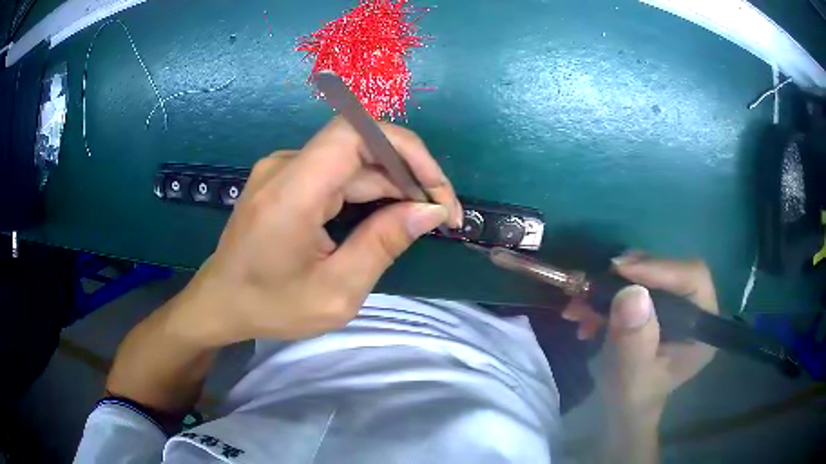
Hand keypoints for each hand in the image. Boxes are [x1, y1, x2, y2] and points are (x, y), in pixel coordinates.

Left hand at [169, 117, 462, 345]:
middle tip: (440, 216)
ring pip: (352, 160)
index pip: (356, 132)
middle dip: (409, 174)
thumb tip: (429, 211)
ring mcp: (283, 168)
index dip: (405, 149)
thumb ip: (383, 245)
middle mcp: (285, 165)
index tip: (435, 190)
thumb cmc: (270, 306)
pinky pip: (336, 172)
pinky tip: (386, 216)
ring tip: (420, 219)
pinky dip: (368, 190)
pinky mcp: (285, 178)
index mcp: (292, 191)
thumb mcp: (335, 292)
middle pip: (361, 146)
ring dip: (392, 184)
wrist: (219, 303)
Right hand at [562, 254, 718, 416]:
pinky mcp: (657, 304)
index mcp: (702, 327)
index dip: (659, 268)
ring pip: (649, 274)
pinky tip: (585, 313)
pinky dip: (607, 293)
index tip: (619, 270)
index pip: (692, 278)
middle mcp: (694, 309)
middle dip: (630, 275)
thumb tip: (631, 293)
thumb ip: (635, 341)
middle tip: (597, 282)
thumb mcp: (631, 378)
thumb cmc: (632, 400)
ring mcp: (676, 305)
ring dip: (612, 284)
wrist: (621, 410)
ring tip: (581, 303)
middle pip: (669, 271)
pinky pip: (634, 284)